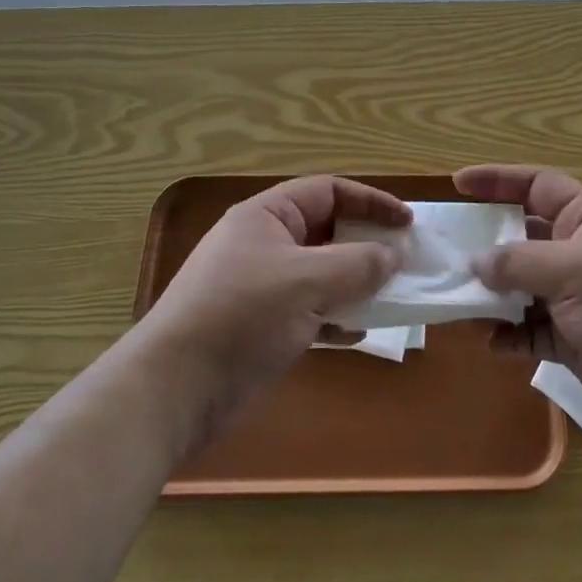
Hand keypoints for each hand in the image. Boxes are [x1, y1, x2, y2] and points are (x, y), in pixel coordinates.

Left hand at [137, 176, 408, 432]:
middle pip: (326, 231)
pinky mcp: (260, 325)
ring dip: (355, 283)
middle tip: (404, 261)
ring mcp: (261, 286)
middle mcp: (264, 244)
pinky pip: (309, 310)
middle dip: (366, 245)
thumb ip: (357, 263)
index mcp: (267, 216)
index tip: (408, 224)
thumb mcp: (307, 281)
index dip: (371, 202)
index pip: (329, 191)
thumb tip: (393, 254)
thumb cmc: (242, 316)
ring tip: (390, 296)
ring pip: (320, 273)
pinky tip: (358, 332)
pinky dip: (335, 316)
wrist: (174, 389)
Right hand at [454, 164, 581, 441]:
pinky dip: (509, 335)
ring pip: (521, 288)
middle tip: (447, 251)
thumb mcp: (573, 270)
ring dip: (492, 295)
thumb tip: (474, 263)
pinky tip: (491, 342)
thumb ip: (518, 263)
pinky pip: (530, 332)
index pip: (537, 186)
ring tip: (457, 301)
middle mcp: (578, 254)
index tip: (458, 183)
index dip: (499, 180)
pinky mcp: (573, 341)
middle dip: (487, 245)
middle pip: (523, 239)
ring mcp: (575, 299)